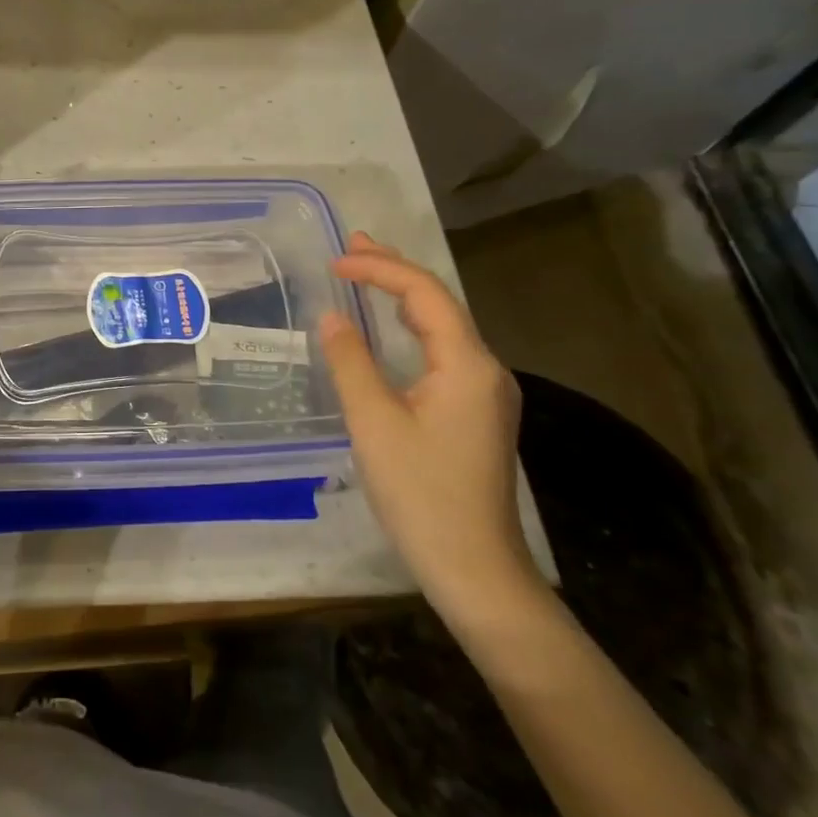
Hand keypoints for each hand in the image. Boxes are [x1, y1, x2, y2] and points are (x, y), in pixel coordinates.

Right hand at [318, 233, 537, 630]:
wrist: (476, 571)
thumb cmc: (422, 495)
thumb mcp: (374, 424)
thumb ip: (351, 362)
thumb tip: (332, 317)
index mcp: (467, 364)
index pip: (424, 294)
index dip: (380, 268)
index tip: (335, 261)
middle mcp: (485, 369)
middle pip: (439, 303)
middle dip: (394, 270)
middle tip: (352, 245)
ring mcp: (485, 392)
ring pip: (442, 326)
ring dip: (402, 296)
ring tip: (365, 272)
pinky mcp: (476, 412)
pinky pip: (443, 351)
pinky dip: (411, 327)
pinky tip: (391, 328)